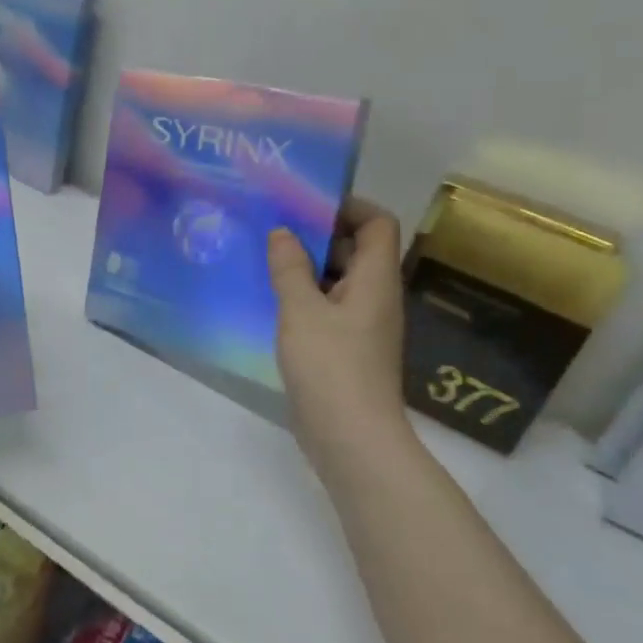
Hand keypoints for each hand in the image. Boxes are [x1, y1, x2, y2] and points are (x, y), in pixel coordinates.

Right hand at [268, 200, 408, 461]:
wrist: (350, 436)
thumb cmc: (330, 365)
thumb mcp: (301, 310)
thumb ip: (290, 267)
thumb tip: (282, 232)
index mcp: (375, 279)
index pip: (378, 224)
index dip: (348, 208)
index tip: (305, 205)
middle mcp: (375, 297)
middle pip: (356, 250)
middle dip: (318, 235)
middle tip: (273, 228)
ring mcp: (362, 325)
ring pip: (337, 281)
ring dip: (306, 268)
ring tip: (264, 260)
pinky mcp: (346, 349)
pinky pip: (327, 308)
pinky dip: (303, 298)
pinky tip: (270, 301)